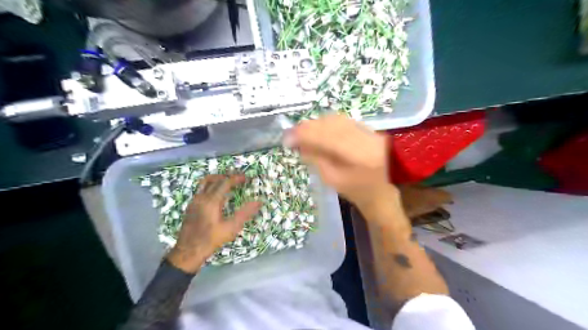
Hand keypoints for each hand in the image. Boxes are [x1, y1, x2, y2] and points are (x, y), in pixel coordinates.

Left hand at [164, 175, 258, 274]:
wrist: (188, 252)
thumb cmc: (211, 240)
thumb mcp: (231, 228)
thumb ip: (245, 213)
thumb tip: (259, 202)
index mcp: (211, 201)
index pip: (225, 182)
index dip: (236, 178)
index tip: (246, 178)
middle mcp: (201, 197)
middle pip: (215, 179)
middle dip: (228, 176)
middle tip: (238, 178)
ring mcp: (194, 201)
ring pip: (205, 182)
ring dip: (217, 179)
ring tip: (228, 182)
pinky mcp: (191, 206)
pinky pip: (201, 189)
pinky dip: (211, 186)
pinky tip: (217, 195)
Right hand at [284, 114, 394, 215]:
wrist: (385, 188)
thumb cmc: (358, 190)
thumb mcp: (333, 180)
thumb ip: (316, 160)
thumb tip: (300, 145)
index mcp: (358, 155)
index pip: (326, 137)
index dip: (304, 135)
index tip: (287, 139)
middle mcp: (364, 136)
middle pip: (330, 123)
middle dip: (307, 127)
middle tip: (292, 135)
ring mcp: (367, 130)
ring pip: (335, 118)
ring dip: (316, 124)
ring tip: (302, 133)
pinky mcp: (367, 128)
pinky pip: (342, 120)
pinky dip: (326, 123)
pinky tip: (317, 130)